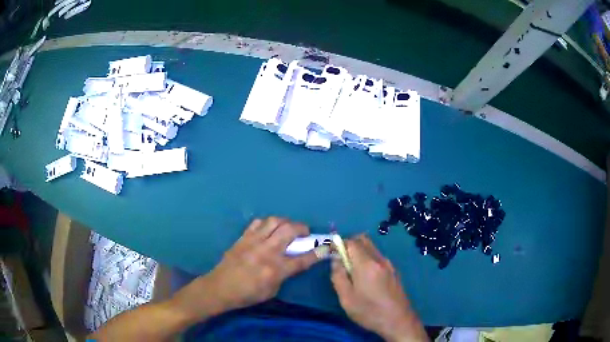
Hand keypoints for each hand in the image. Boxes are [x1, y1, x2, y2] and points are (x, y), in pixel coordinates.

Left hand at [205, 217, 322, 310]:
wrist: (221, 287)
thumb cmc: (248, 294)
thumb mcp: (272, 290)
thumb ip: (284, 274)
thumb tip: (292, 261)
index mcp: (276, 269)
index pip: (303, 259)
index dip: (318, 252)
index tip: (326, 247)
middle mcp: (267, 251)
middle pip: (290, 230)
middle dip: (302, 228)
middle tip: (305, 232)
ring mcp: (254, 241)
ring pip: (274, 221)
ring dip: (285, 222)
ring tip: (287, 228)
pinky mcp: (243, 237)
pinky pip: (258, 222)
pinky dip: (267, 223)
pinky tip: (268, 230)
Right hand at [331, 235, 427, 341]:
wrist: (398, 321)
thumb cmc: (369, 311)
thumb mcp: (346, 298)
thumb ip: (338, 276)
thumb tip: (336, 260)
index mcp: (366, 264)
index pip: (351, 242)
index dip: (339, 244)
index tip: (332, 254)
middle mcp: (379, 259)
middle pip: (363, 240)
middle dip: (350, 245)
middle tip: (341, 262)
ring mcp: (389, 264)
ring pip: (371, 248)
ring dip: (359, 252)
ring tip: (352, 273)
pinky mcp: (394, 271)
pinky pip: (378, 257)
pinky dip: (368, 259)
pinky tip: (366, 279)